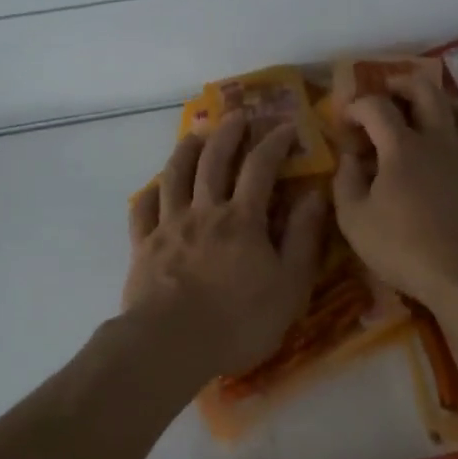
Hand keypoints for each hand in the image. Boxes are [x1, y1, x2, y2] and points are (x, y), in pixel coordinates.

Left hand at [124, 114, 327, 380]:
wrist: (171, 343)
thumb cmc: (238, 320)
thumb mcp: (289, 285)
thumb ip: (303, 238)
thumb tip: (314, 195)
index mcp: (242, 219)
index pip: (260, 167)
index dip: (274, 142)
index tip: (286, 127)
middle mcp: (204, 211)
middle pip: (214, 160)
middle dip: (228, 133)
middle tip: (237, 114)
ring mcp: (169, 225)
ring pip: (175, 175)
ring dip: (186, 150)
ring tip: (195, 135)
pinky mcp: (143, 245)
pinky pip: (143, 209)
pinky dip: (150, 192)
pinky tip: (154, 187)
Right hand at [332, 81, 457, 312]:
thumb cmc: (407, 251)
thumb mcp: (355, 223)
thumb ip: (345, 183)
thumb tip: (349, 158)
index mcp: (402, 148)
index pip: (376, 107)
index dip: (356, 106)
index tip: (346, 121)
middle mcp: (441, 138)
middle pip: (425, 90)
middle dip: (401, 84)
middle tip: (389, 92)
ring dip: (442, 101)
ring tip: (431, 111)